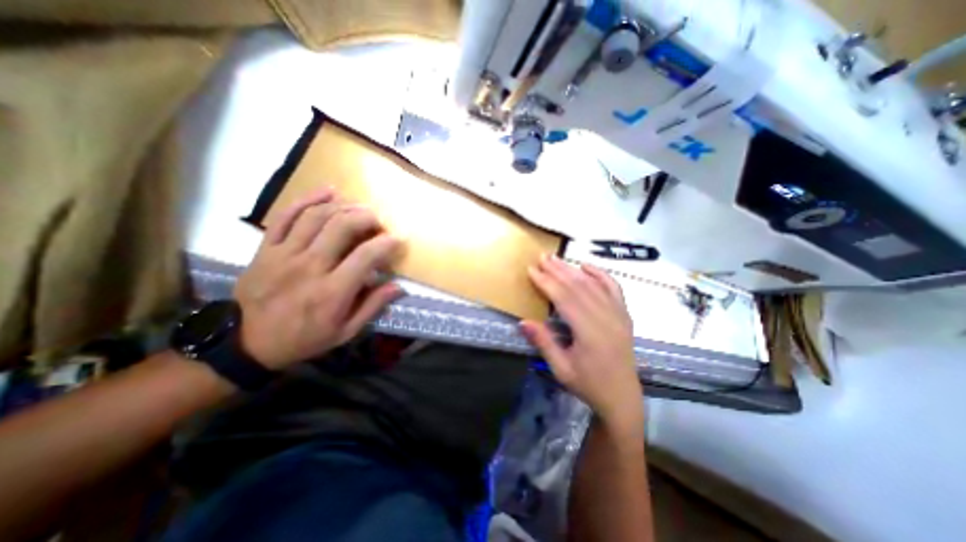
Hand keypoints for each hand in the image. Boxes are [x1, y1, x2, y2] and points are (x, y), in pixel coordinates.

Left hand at [234, 189, 405, 370]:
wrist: (246, 343)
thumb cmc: (303, 338)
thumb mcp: (345, 332)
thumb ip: (373, 307)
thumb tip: (399, 287)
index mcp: (332, 292)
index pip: (366, 256)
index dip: (387, 243)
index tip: (399, 238)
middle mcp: (309, 267)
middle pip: (342, 227)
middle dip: (367, 217)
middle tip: (380, 220)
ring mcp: (284, 254)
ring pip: (317, 217)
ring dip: (344, 206)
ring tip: (361, 207)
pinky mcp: (266, 248)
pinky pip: (286, 216)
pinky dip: (308, 200)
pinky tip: (328, 192)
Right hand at [522, 257, 639, 434]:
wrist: (622, 397)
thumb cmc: (589, 385)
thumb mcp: (561, 369)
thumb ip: (543, 343)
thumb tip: (523, 321)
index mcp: (590, 333)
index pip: (565, 299)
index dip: (547, 283)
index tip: (532, 270)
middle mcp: (606, 319)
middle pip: (578, 287)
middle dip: (557, 270)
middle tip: (541, 257)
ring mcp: (619, 315)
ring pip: (593, 285)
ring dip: (573, 270)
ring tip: (556, 258)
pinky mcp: (624, 315)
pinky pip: (613, 288)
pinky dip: (600, 274)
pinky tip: (586, 266)